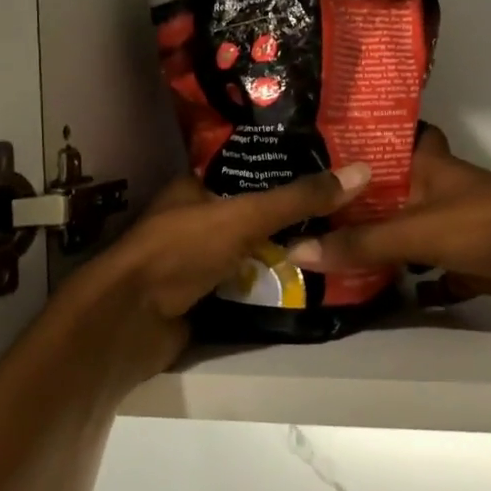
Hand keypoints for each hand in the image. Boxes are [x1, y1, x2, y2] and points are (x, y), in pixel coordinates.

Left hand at [55, 162, 373, 383]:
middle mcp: (194, 218)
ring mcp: (196, 260)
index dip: (288, 169)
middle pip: (253, 213)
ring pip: (250, 250)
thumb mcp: (242, 217)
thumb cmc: (179, 251)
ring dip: (283, 252)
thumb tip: (360, 171)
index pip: (248, 170)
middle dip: (292, 216)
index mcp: (194, 187)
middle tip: (347, 211)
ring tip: (338, 244)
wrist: (130, 321)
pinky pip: (244, 284)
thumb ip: (297, 198)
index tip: (333, 171)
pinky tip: (308, 283)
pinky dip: (269, 284)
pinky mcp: (201, 296)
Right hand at [289, 128, 490, 314]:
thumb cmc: (489, 224)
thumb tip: (297, 252)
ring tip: (317, 251)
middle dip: (348, 205)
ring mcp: (449, 228)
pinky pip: (422, 272)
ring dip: (371, 245)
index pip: (379, 143)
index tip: (304, 154)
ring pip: (400, 235)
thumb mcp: (417, 230)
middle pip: (383, 195)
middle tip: (298, 213)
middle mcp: (431, 192)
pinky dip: (402, 283)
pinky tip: (365, 293)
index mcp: (423, 166)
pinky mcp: (464, 263)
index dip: (348, 144)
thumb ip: (361, 243)